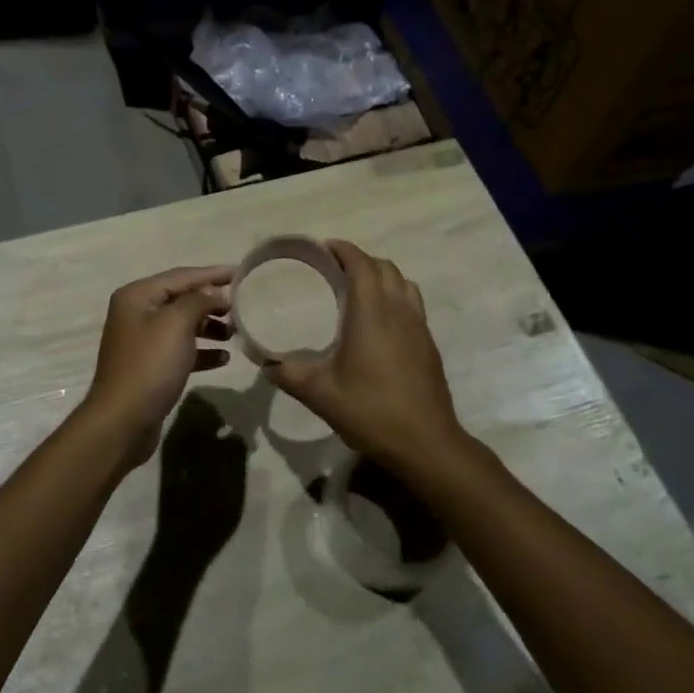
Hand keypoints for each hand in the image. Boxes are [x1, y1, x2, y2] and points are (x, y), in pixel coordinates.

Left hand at [79, 266, 233, 465]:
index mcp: (138, 295)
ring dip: (209, 326)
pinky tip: (223, 358)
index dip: (212, 274)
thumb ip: (199, 301)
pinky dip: (201, 351)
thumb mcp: (177, 324)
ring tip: (235, 333)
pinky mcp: (150, 366)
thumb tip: (216, 293)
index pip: (182, 276)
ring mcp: (142, 341)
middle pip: (182, 298)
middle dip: (212, 301)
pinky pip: (181, 350)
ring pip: (183, 325)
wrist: (122, 421)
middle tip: (242, 307)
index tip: (242, 273)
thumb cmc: (150, 365)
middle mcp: (137, 313)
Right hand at [264, 241, 462, 473]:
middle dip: (359, 260)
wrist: (427, 444)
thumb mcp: (320, 394)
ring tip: (357, 289)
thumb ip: (288, 374)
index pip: (361, 264)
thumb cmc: (372, 412)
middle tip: (333, 269)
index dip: (343, 250)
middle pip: (384, 267)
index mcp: (372, 313)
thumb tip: (264, 363)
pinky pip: (412, 303)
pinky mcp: (429, 343)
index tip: (322, 248)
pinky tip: (378, 322)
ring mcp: (419, 326)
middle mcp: (399, 310)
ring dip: (380, 276)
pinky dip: (394, 296)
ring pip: (402, 283)